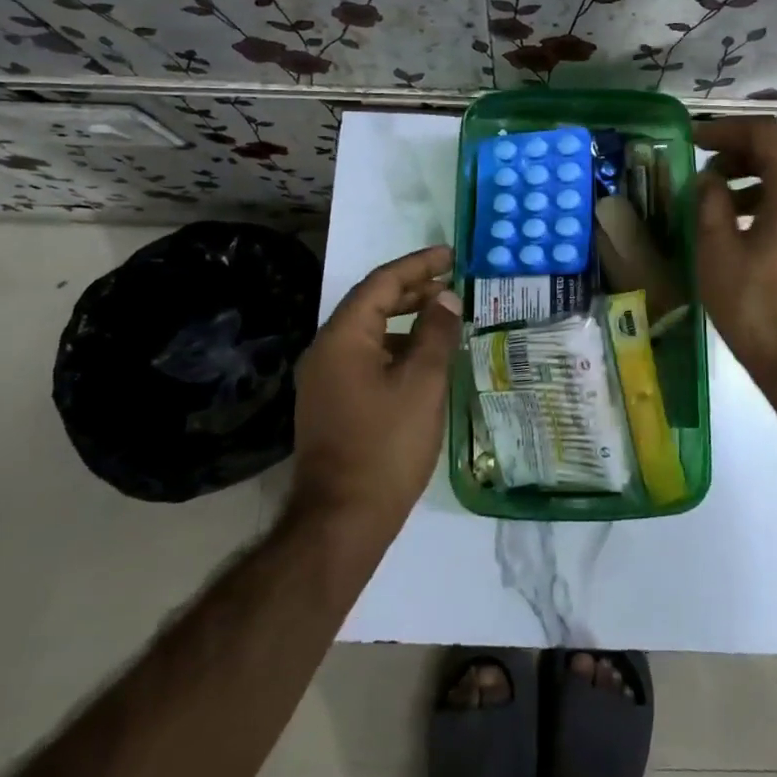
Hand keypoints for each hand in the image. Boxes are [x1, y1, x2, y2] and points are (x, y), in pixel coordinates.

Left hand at [290, 245, 461, 529]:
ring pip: (369, 333)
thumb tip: (446, 299)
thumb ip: (435, 334)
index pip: (381, 283)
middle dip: (412, 289)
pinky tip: (423, 360)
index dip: (418, 265)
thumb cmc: (386, 445)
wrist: (342, 520)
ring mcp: (325, 379)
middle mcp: (326, 350)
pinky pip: (365, 358)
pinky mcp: (332, 403)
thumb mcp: (422, 384)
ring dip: (405, 319)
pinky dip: (395, 348)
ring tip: (443, 317)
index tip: (451, 256)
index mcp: (342, 338)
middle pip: (371, 304)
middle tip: (452, 282)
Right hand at [694, 118, 776, 387]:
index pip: (766, 133)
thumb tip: (709, 179)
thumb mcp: (718, 253)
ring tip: (724, 200)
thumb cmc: (761, 309)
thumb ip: (710, 203)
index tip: (695, 140)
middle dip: (747, 150)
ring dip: (764, 175)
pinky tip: (753, 227)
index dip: (726, 130)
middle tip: (710, 166)